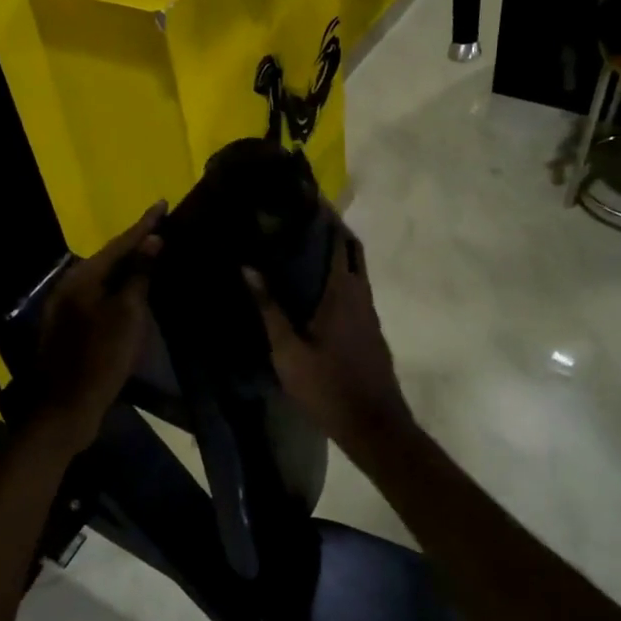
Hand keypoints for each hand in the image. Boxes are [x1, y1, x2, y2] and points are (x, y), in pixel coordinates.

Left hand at [33, 202, 164, 450]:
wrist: (66, 408)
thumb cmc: (101, 358)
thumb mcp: (127, 315)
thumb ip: (139, 275)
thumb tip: (152, 241)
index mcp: (82, 279)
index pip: (120, 244)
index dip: (144, 225)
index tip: (162, 203)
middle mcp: (70, 286)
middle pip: (109, 258)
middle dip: (135, 242)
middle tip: (161, 227)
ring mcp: (67, 307)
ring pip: (104, 277)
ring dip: (128, 265)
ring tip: (152, 252)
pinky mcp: (70, 326)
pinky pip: (100, 295)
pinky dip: (119, 287)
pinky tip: (134, 288)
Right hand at [244, 214, 412, 455]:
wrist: (373, 424)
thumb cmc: (327, 386)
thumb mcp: (288, 351)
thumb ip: (269, 308)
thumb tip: (247, 268)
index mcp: (342, 292)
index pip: (339, 240)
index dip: (325, 215)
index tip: (305, 196)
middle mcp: (360, 294)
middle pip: (352, 249)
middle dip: (333, 228)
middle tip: (302, 215)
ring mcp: (369, 312)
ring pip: (355, 270)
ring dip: (336, 251)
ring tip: (303, 243)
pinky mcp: (369, 328)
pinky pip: (354, 288)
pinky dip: (338, 274)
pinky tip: (316, 286)